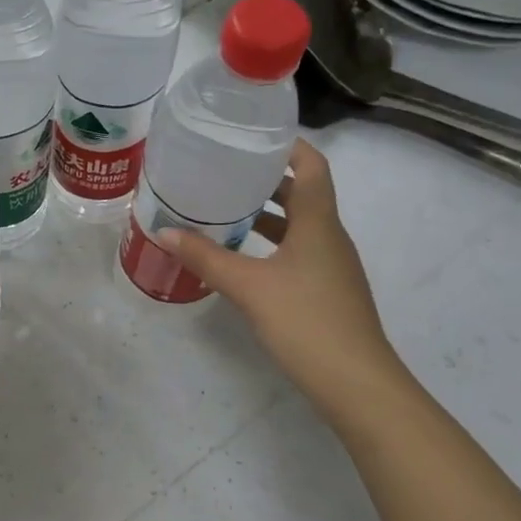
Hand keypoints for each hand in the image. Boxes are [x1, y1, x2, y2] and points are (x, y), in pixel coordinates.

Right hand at [160, 139, 404, 410]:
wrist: (356, 383)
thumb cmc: (306, 322)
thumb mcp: (248, 287)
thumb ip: (206, 257)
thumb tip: (164, 231)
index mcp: (318, 223)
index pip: (312, 166)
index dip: (288, 146)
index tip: (252, 137)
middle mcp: (330, 237)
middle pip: (303, 194)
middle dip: (265, 180)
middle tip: (223, 172)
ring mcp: (331, 266)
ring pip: (299, 226)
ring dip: (266, 215)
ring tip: (224, 210)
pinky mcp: (326, 291)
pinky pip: (297, 252)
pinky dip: (271, 245)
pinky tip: (241, 258)